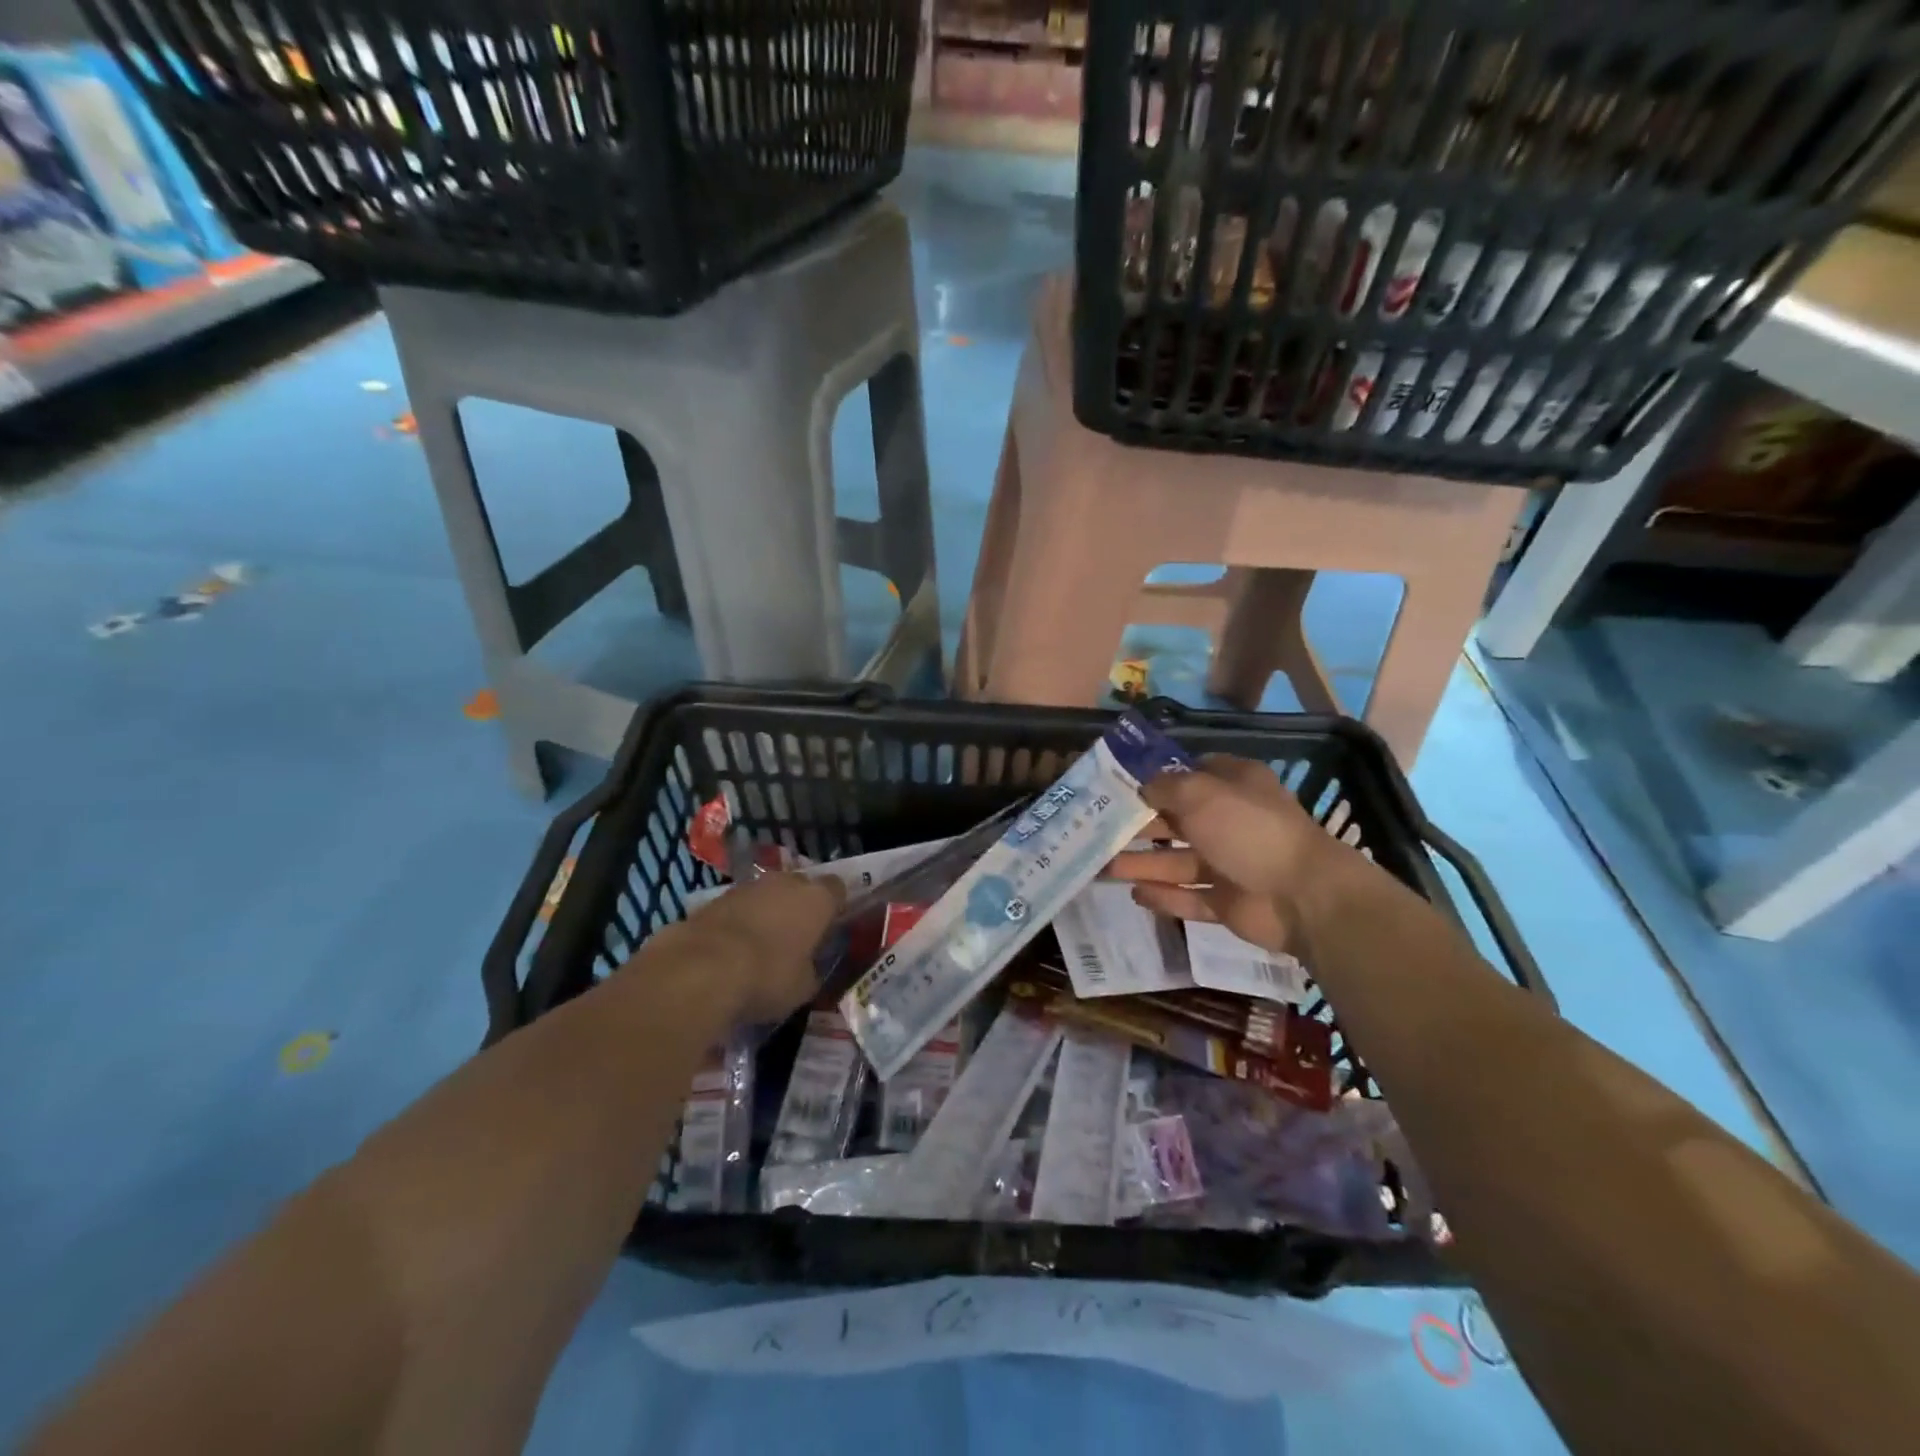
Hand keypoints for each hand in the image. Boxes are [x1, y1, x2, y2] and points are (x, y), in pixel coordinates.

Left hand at [640, 872, 846, 1024]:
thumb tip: (807, 969)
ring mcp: (748, 886)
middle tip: (795, 936)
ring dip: (766, 912)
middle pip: (800, 886)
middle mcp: (786, 882)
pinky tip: (731, 949)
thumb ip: (810, 971)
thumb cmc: (768, 976)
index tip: (830, 926)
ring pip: (766, 894)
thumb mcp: (803, 987)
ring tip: (760, 945)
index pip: (837, 889)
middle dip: (799, 906)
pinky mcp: (715, 898)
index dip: (834, 906)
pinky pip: (738, 907)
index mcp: (817, 899)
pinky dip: (738, 922)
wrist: (702, 969)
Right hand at [1105, 755, 1349, 955]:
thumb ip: (1165, 787)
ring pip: (1176, 861)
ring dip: (1142, 863)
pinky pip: (1188, 896)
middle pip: (1176, 820)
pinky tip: (1133, 894)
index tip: (1116, 785)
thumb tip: (1141, 785)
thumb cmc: (1249, 830)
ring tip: (1102, 867)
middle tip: (1097, 831)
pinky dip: (1163, 896)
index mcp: (1233, 786)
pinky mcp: (1227, 902)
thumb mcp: (1201, 794)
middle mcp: (1230, 821)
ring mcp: (1229, 864)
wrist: (1302, 897)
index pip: (1189, 774)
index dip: (1154, 778)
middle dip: (1138, 826)